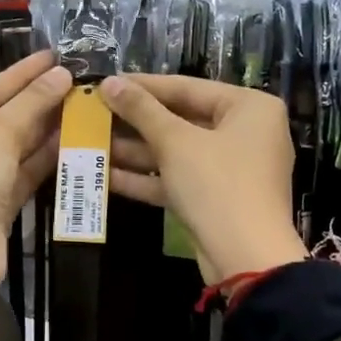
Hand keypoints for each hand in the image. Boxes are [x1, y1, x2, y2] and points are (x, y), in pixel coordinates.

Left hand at [0, 51, 70, 282]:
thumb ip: (29, 105)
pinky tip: (73, 139)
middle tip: (74, 79)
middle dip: (37, 101)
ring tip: (80, 104)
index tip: (52, 56)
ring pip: (17, 147)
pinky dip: (46, 157)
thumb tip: (61, 75)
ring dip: (46, 128)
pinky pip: (25, 172)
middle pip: (2, 120)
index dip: (19, 75)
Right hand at [100, 74, 306, 283]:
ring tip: (91, 142)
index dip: (142, 86)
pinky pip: (177, 178)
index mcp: (248, 108)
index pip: (187, 87)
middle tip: (94, 114)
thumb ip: (141, 110)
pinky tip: (105, 175)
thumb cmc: (217, 184)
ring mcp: (230, 168)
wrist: (245, 258)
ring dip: (134, 151)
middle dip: (135, 122)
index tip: (105, 83)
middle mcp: (244, 133)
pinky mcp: (214, 198)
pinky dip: (146, 178)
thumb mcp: (175, 142)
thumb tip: (109, 82)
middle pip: (181, 119)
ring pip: (175, 152)